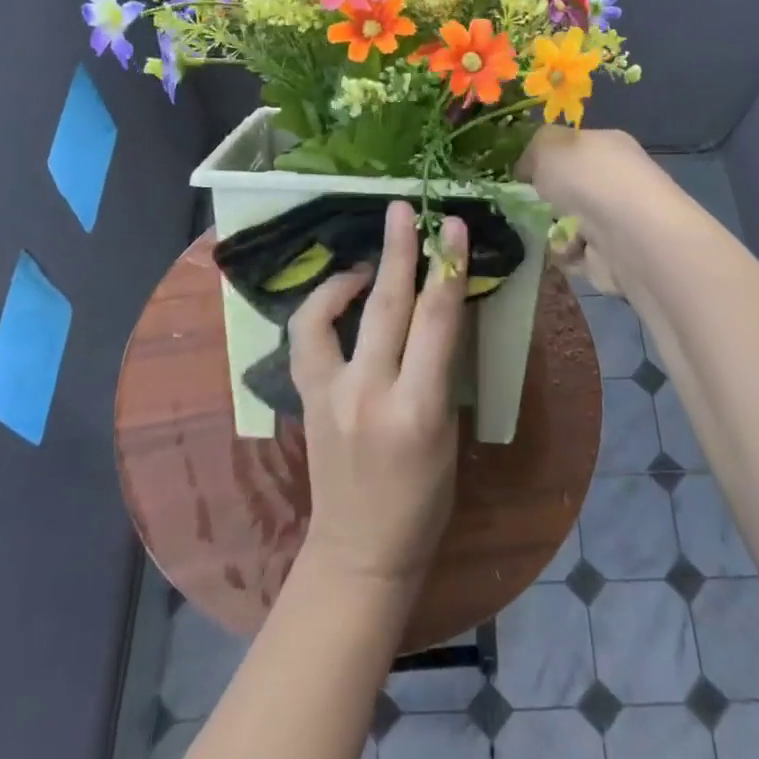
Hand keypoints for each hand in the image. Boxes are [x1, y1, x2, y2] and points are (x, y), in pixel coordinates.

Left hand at [289, 200, 468, 591]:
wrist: (360, 549)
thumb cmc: (423, 500)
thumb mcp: (447, 433)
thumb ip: (440, 370)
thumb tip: (441, 312)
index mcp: (418, 409)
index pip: (436, 322)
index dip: (447, 268)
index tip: (452, 226)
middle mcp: (369, 393)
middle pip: (386, 306)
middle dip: (399, 251)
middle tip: (404, 209)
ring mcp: (329, 394)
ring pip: (333, 314)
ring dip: (353, 274)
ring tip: (373, 256)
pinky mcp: (306, 397)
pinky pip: (308, 336)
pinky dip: (323, 306)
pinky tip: (343, 295)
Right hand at [519, 126, 656, 296]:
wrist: (628, 235)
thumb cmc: (588, 179)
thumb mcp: (548, 145)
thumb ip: (532, 150)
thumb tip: (527, 168)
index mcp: (607, 146)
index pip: (574, 147)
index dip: (546, 157)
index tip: (520, 171)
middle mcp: (616, 180)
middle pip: (571, 188)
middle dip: (546, 198)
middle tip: (521, 204)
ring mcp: (616, 220)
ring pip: (570, 223)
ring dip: (552, 230)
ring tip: (540, 231)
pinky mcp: (612, 256)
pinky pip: (575, 255)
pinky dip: (564, 255)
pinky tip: (563, 251)